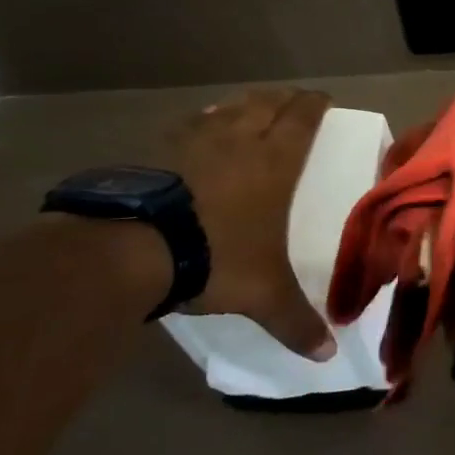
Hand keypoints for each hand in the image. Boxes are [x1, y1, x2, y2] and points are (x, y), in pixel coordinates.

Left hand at [167, 88, 337, 359]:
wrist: (128, 249)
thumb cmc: (215, 257)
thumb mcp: (263, 294)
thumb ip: (295, 321)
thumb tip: (327, 356)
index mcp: (275, 162)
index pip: (302, 118)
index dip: (315, 105)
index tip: (323, 99)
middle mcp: (239, 140)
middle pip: (267, 103)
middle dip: (284, 98)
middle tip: (293, 100)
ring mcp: (193, 140)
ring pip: (227, 108)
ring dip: (244, 104)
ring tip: (249, 107)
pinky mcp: (153, 149)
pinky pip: (187, 124)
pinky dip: (201, 122)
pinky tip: (197, 129)